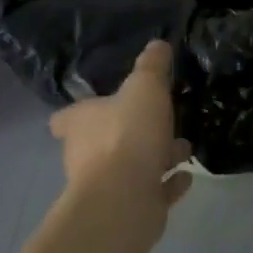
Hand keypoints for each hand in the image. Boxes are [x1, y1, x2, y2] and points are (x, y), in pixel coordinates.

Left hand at [49, 42, 192, 229]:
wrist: (125, 198)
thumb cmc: (127, 134)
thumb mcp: (145, 87)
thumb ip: (152, 66)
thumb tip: (158, 44)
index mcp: (81, 123)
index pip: (66, 118)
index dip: (78, 113)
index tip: (97, 107)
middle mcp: (86, 155)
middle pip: (104, 141)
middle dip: (133, 132)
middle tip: (160, 122)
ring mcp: (107, 185)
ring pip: (132, 166)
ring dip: (157, 157)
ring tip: (184, 148)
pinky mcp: (129, 208)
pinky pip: (152, 191)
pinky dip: (167, 184)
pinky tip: (186, 176)